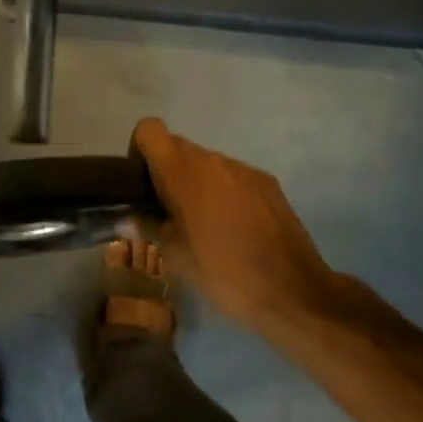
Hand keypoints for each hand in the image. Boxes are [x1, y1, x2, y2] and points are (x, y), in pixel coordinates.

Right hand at [131, 118, 334, 330]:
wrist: (293, 292)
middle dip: (168, 172)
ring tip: (205, 226)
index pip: (149, 129)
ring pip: (207, 163)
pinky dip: (226, 193)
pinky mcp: (267, 182)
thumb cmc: (224, 274)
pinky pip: (233, 177)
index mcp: (183, 172)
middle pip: (177, 147)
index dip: (140, 150)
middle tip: (169, 213)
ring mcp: (244, 169)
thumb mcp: (176, 257)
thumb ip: (149, 226)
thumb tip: (129, 215)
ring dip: (198, 184)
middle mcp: (213, 160)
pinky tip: (236, 229)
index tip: (142, 184)